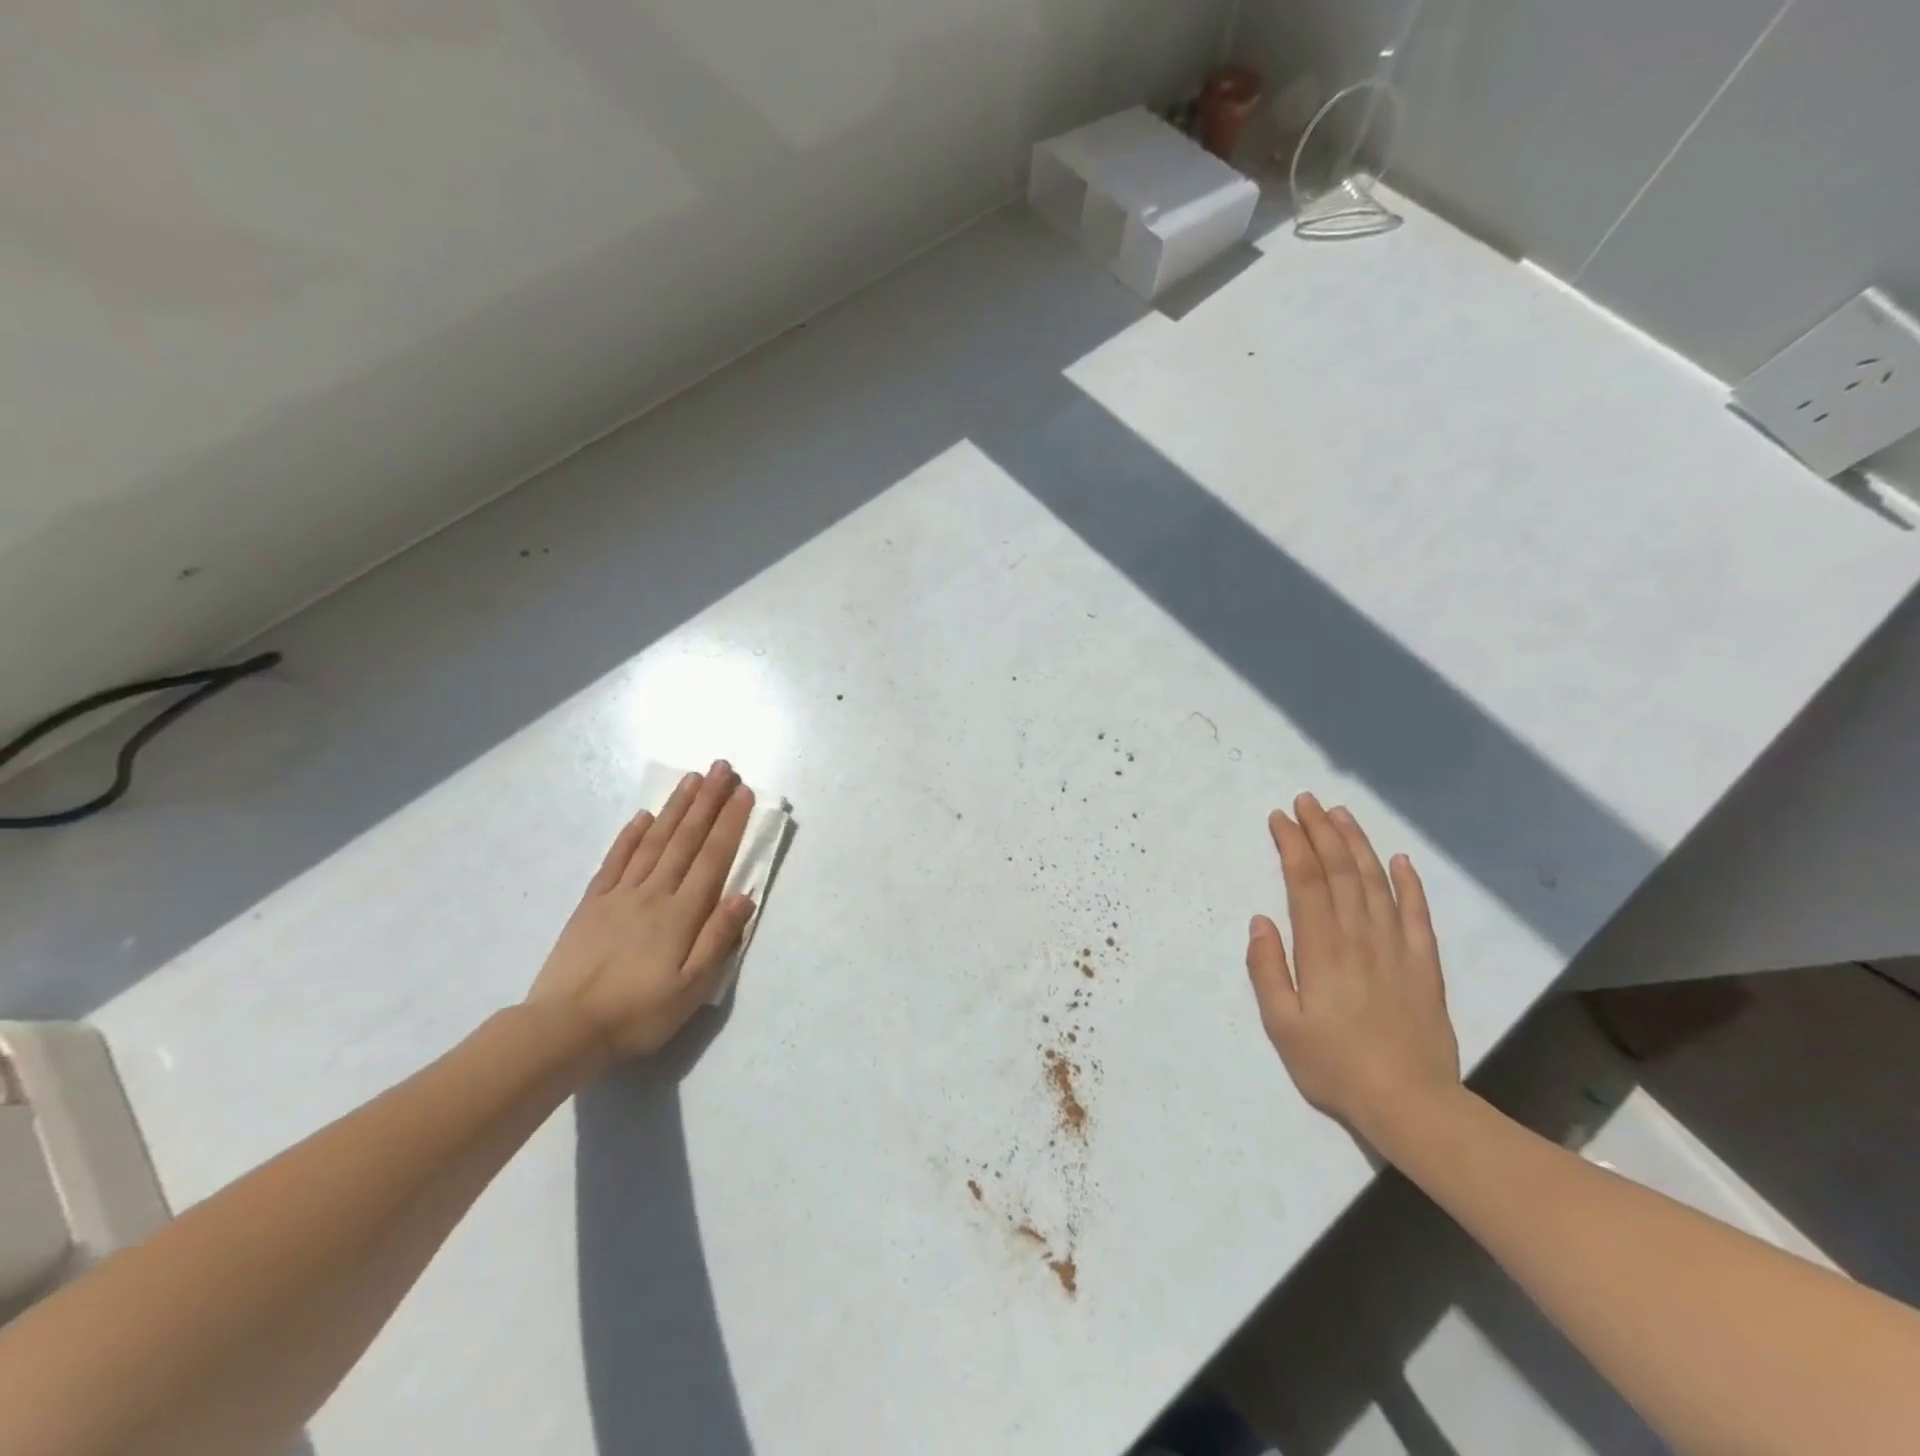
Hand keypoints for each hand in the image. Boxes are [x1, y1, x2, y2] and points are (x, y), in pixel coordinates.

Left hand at [528, 762, 757, 1061]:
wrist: (564, 1028)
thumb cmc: (638, 1013)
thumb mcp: (691, 988)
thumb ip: (718, 938)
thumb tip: (745, 896)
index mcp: (682, 913)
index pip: (713, 857)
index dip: (730, 822)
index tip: (743, 791)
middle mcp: (654, 893)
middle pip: (686, 839)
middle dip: (707, 801)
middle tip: (721, 768)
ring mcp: (620, 894)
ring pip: (654, 841)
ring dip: (675, 808)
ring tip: (691, 778)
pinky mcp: (592, 903)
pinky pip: (615, 860)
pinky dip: (631, 835)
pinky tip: (643, 816)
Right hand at [1246, 793, 1459, 1136]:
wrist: (1410, 1104)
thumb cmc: (1334, 1065)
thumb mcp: (1281, 1025)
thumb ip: (1266, 969)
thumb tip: (1261, 921)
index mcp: (1322, 948)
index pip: (1305, 881)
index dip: (1292, 845)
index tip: (1279, 818)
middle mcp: (1359, 937)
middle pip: (1340, 871)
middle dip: (1320, 832)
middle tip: (1306, 801)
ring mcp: (1397, 948)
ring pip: (1376, 883)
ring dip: (1357, 844)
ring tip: (1340, 815)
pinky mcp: (1424, 965)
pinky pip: (1417, 914)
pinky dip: (1409, 884)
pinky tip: (1400, 860)